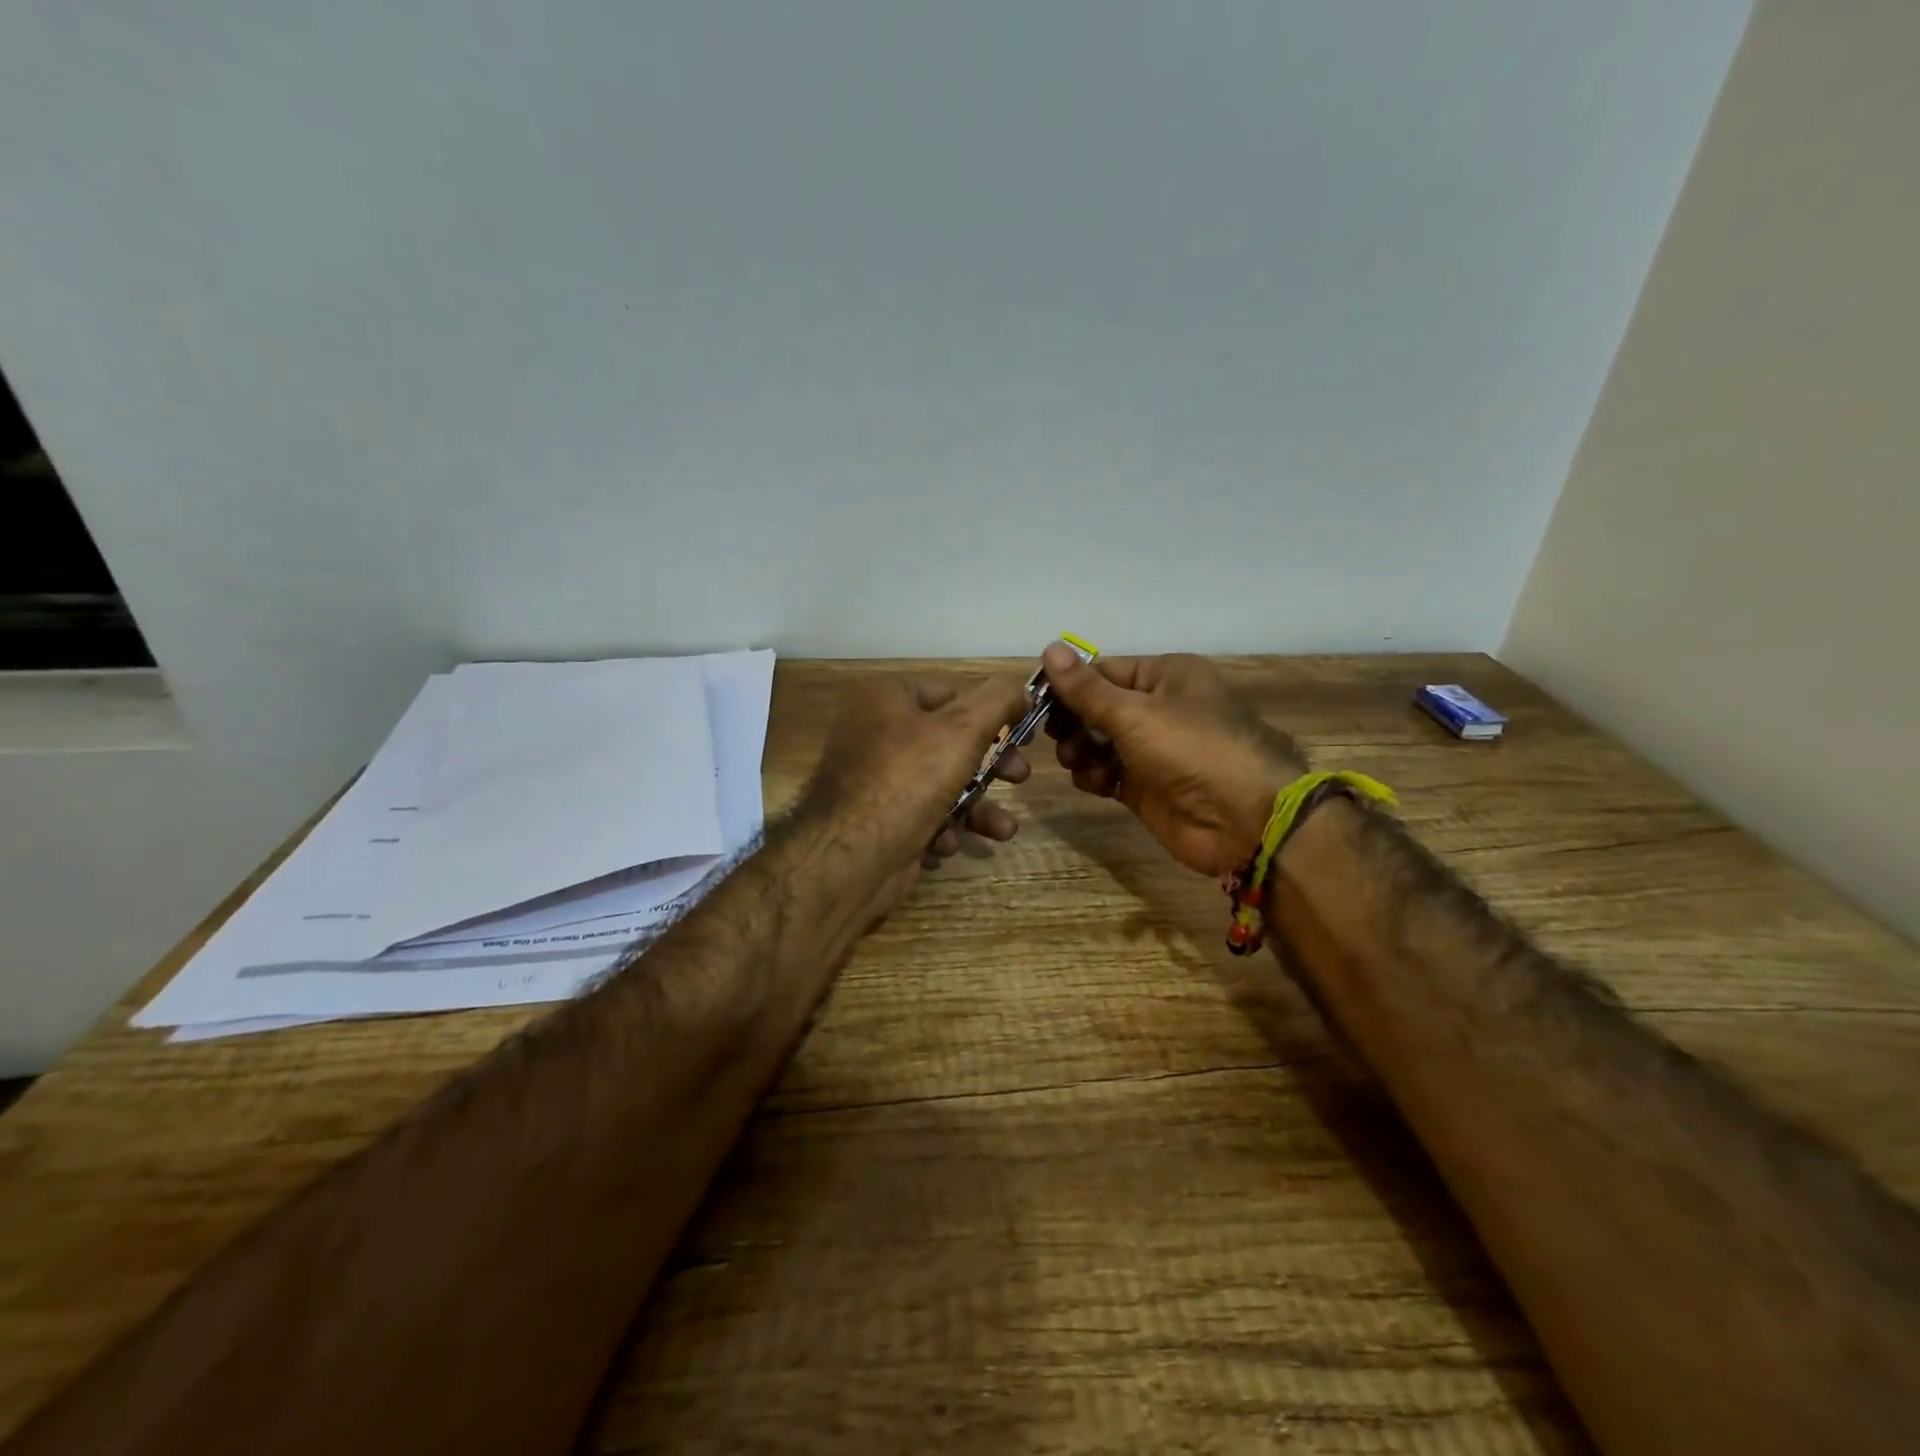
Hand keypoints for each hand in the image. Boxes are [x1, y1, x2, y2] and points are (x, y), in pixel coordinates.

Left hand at [799, 672, 1032, 884]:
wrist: (850, 858)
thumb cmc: (908, 779)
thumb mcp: (963, 729)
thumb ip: (998, 700)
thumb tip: (1021, 688)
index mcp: (884, 698)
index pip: (950, 693)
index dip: (991, 711)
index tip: (1024, 733)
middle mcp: (874, 733)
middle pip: (949, 741)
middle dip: (991, 764)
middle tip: (1020, 777)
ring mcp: (873, 780)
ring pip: (940, 785)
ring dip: (977, 807)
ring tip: (1004, 829)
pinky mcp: (876, 821)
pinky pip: (920, 816)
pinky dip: (942, 829)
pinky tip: (949, 843)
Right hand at [1041, 645, 1307, 876]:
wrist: (1243, 820)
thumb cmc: (1190, 749)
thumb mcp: (1133, 713)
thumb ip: (1086, 688)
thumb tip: (1049, 647)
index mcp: (1167, 676)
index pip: (1105, 671)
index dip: (1070, 684)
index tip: (1035, 700)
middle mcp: (1160, 707)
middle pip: (1099, 707)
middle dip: (1074, 721)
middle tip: (1056, 736)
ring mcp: (1154, 749)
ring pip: (1100, 741)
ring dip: (1082, 750)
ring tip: (1077, 761)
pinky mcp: (1147, 786)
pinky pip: (1108, 772)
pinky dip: (1096, 775)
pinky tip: (1095, 782)